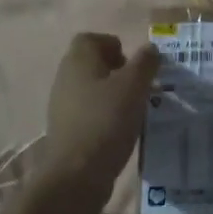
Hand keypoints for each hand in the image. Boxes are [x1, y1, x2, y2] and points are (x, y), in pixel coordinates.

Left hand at [41, 33, 159, 194]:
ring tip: (133, 110)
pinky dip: (103, 115)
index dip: (112, 45)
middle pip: (90, 64)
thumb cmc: (106, 120)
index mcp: (78, 60)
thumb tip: (150, 48)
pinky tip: (120, 131)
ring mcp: (62, 105)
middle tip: (137, 86)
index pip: (90, 39)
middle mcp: (65, 78)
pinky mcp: (65, 130)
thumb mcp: (134, 86)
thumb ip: (145, 63)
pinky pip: (87, 112)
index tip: (132, 63)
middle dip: (115, 71)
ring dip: (111, 95)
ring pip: (90, 89)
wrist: (76, 174)